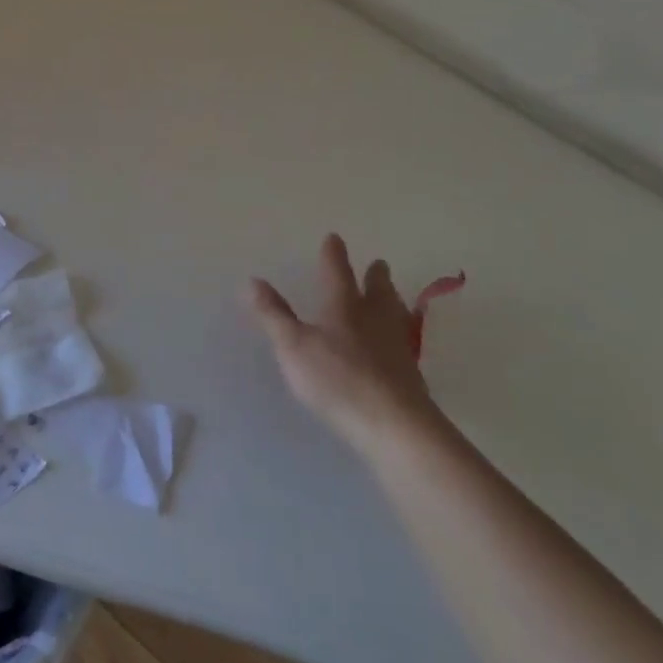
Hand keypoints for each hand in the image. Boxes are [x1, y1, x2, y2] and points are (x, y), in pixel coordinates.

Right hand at [247, 234, 444, 456]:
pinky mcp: (410, 373)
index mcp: (344, 305)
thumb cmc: (337, 379)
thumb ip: (273, 314)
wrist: (393, 424)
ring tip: (393, 296)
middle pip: (378, 289)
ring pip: (396, 313)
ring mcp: (397, 345)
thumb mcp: (293, 346)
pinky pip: (404, 341)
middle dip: (375, 275)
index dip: (334, 254)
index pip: (338, 272)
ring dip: (392, 300)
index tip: (334, 238)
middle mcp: (375, 318)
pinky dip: (398, 333)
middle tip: (377, 264)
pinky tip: (397, 344)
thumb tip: (252, 280)